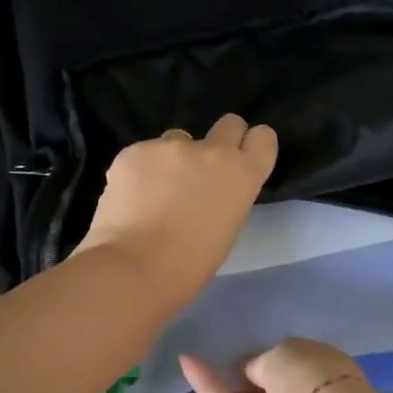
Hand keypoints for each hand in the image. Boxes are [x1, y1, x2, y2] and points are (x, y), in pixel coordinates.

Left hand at [72, 113, 277, 309]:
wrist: (132, 268)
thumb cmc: (189, 266)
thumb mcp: (226, 230)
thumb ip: (225, 198)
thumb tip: (209, 189)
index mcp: (242, 175)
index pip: (262, 138)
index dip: (250, 147)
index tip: (239, 161)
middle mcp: (211, 151)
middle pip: (228, 124)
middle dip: (218, 142)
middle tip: (199, 172)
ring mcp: (170, 146)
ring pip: (178, 141)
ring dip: (172, 161)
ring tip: (153, 195)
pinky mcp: (134, 151)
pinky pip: (143, 155)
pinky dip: (139, 172)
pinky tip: (130, 200)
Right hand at [181, 339, 365, 392]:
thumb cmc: (313, 378)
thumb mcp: (286, 351)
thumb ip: (263, 360)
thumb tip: (251, 372)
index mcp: (320, 370)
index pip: (292, 358)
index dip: (270, 350)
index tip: (248, 338)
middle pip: (266, 380)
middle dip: (246, 365)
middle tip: (217, 342)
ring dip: (221, 374)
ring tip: (192, 346)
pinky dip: (207, 385)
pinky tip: (186, 361)